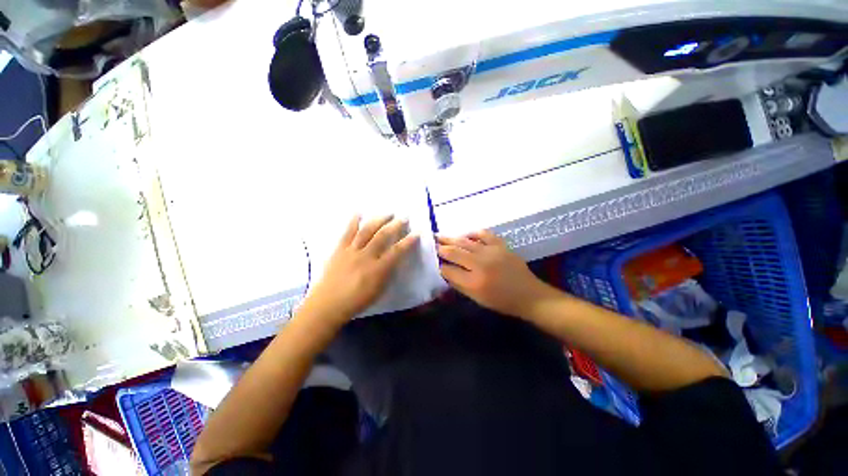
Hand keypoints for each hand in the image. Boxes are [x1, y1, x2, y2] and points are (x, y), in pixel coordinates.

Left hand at [302, 215, 418, 325]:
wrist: (327, 304)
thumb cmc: (356, 301)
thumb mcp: (378, 290)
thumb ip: (388, 273)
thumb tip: (394, 260)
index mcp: (377, 269)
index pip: (397, 251)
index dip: (408, 241)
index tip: (416, 233)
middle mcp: (366, 256)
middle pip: (383, 236)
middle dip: (395, 225)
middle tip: (403, 218)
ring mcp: (351, 251)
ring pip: (367, 231)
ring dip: (379, 220)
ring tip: (388, 213)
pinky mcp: (339, 249)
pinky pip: (347, 232)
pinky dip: (353, 222)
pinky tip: (359, 213)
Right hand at [437, 230, 551, 317]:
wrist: (528, 295)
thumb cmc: (501, 301)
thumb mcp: (477, 298)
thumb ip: (459, 284)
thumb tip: (445, 270)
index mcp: (474, 281)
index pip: (449, 269)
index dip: (439, 264)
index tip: (433, 260)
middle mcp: (480, 264)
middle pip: (454, 252)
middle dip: (441, 247)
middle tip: (431, 242)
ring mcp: (491, 252)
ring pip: (465, 242)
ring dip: (451, 238)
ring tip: (440, 236)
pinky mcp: (501, 245)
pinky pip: (484, 234)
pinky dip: (473, 233)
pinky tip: (466, 235)